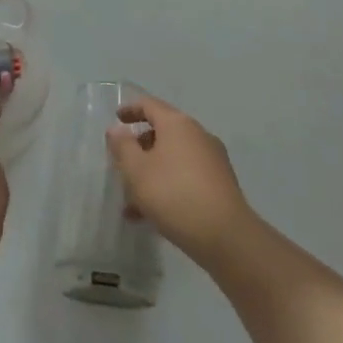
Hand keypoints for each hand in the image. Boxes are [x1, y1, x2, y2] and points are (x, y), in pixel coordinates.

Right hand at [107, 94, 253, 267]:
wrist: (226, 237)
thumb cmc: (174, 194)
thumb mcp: (137, 170)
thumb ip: (122, 146)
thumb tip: (117, 130)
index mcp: (177, 124)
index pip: (150, 105)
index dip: (130, 109)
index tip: (116, 119)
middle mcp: (198, 135)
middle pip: (162, 133)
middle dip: (140, 149)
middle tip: (122, 166)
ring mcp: (213, 160)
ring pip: (173, 159)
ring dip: (151, 174)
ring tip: (132, 204)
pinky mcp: (221, 184)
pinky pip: (186, 177)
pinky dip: (168, 187)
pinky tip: (152, 216)